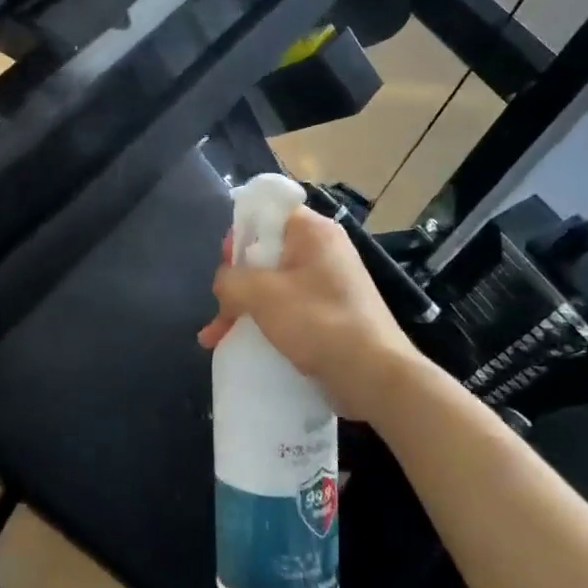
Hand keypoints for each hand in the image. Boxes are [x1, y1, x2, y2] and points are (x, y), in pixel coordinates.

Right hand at [198, 207, 430, 422]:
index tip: (225, 262)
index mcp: (312, 232)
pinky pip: (285, 308)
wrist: (373, 375)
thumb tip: (224, 284)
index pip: (268, 212)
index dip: (241, 232)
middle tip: (219, 301)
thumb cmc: (318, 322)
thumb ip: (230, 280)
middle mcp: (322, 251)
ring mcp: (327, 284)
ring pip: (271, 285)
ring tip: (214, 336)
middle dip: (235, 279)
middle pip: (265, 251)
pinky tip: (235, 344)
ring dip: (242, 306)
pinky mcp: (328, 314)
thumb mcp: (262, 294)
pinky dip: (261, 322)